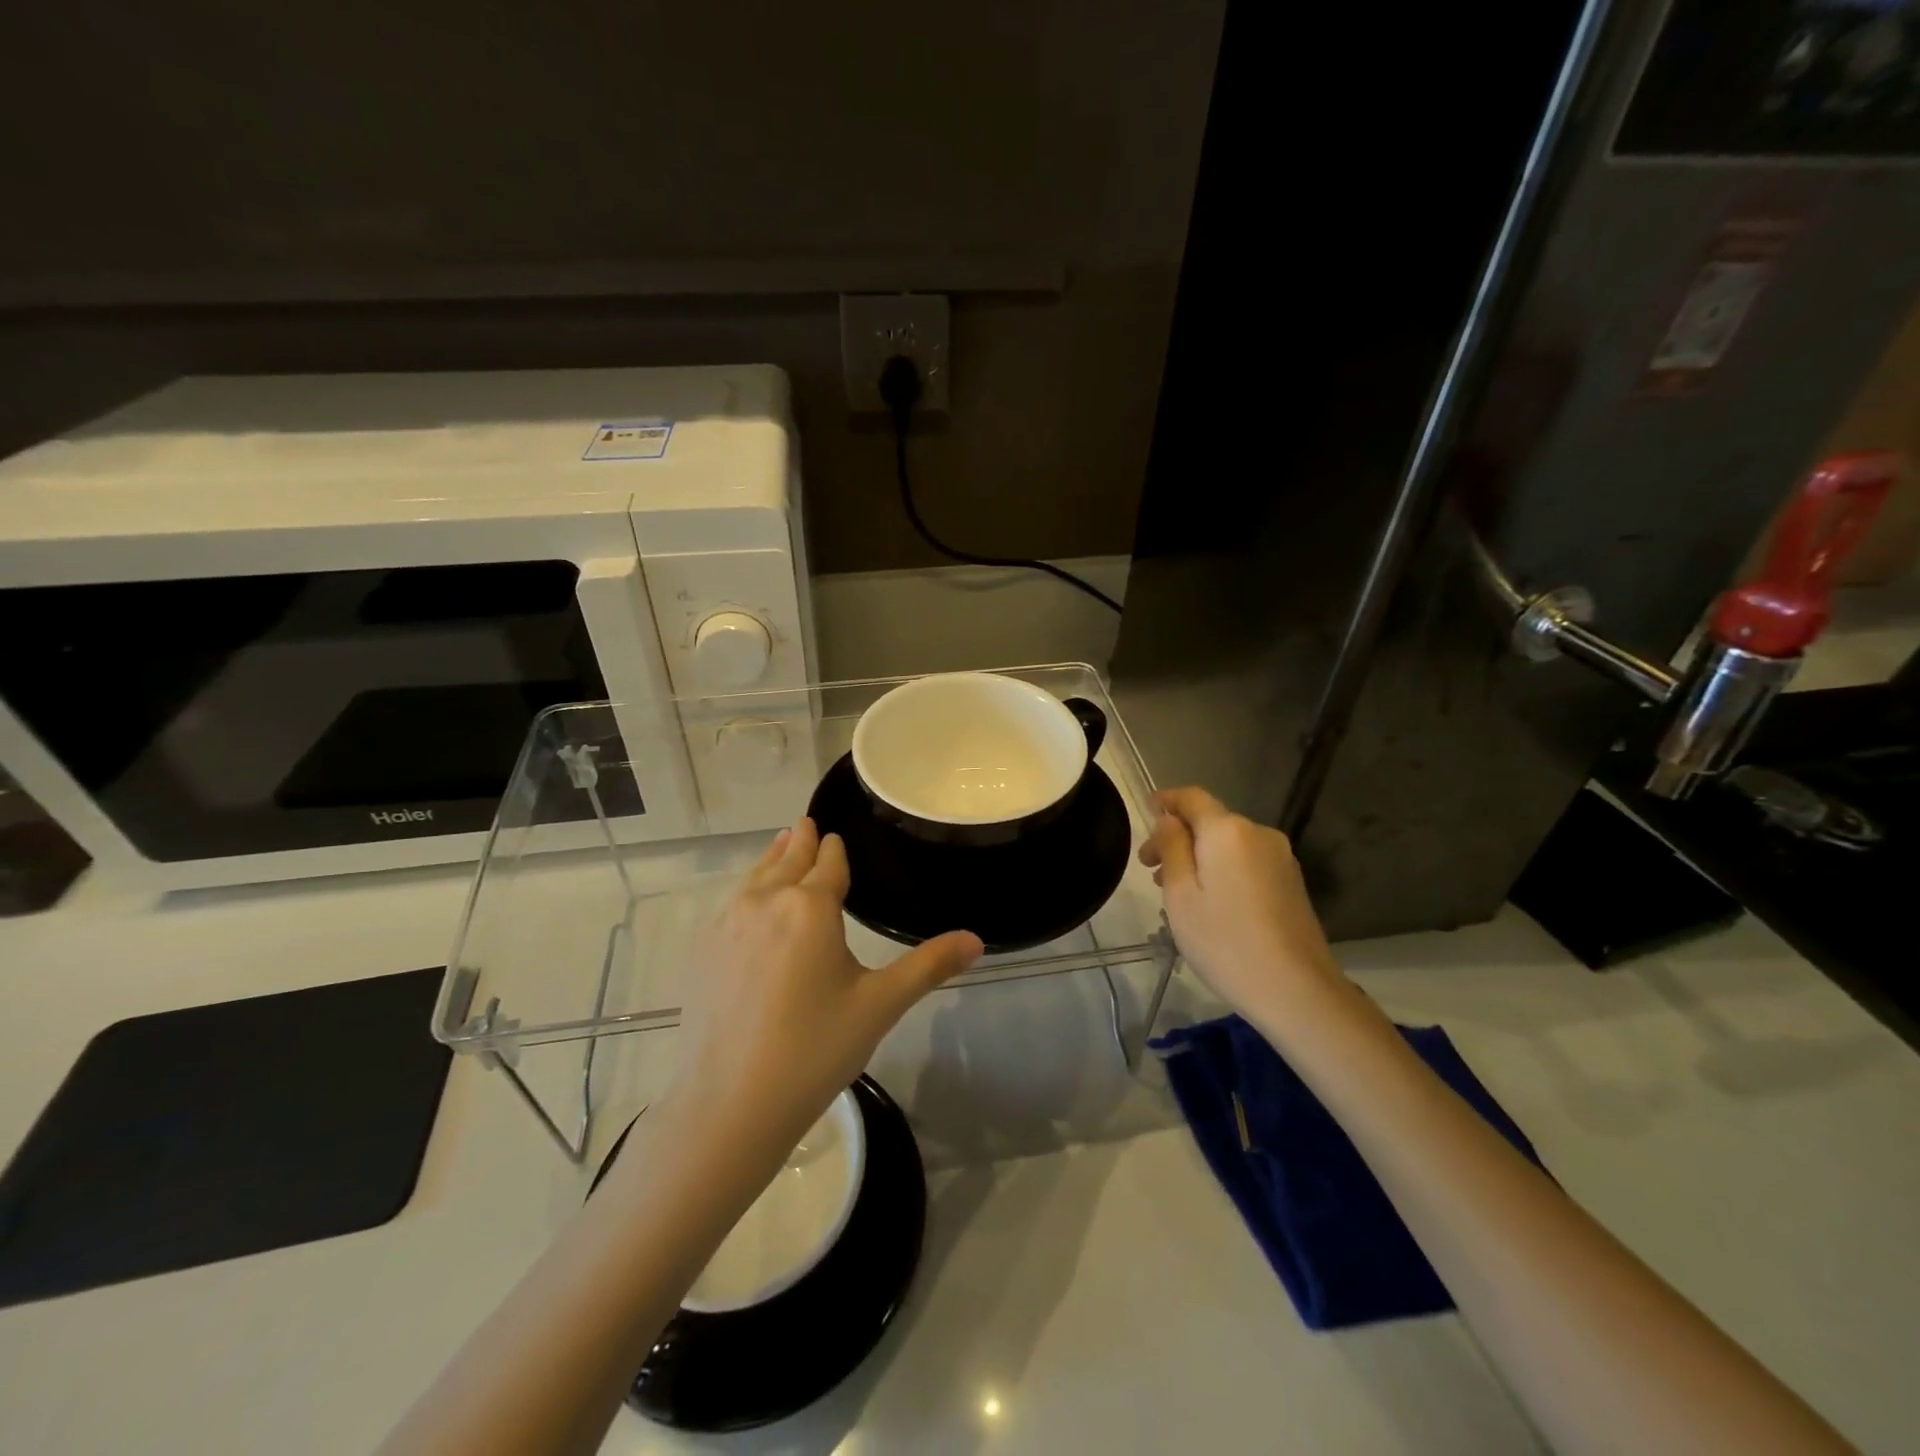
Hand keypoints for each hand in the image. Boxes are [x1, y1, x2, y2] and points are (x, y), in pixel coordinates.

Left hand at [675, 817, 982, 1146]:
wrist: (730, 1104)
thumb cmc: (815, 1049)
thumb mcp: (880, 1005)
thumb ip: (929, 966)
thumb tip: (977, 940)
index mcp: (811, 906)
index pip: (828, 862)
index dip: (836, 849)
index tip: (838, 836)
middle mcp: (766, 901)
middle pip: (788, 859)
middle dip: (802, 841)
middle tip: (808, 824)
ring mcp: (727, 923)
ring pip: (756, 876)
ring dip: (773, 858)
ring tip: (783, 843)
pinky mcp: (702, 949)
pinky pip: (732, 902)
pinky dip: (748, 888)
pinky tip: (749, 901)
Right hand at [1140, 787, 1346, 1032]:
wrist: (1296, 990)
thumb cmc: (1224, 940)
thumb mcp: (1181, 894)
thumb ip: (1172, 847)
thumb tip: (1168, 819)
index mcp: (1228, 830)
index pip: (1192, 797)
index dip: (1166, 800)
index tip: (1145, 810)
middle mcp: (1258, 833)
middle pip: (1210, 822)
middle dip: (1178, 837)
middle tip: (1150, 870)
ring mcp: (1280, 858)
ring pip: (1229, 844)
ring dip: (1199, 856)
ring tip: (1177, 891)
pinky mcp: (1291, 882)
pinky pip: (1247, 862)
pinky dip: (1222, 869)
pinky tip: (1210, 902)